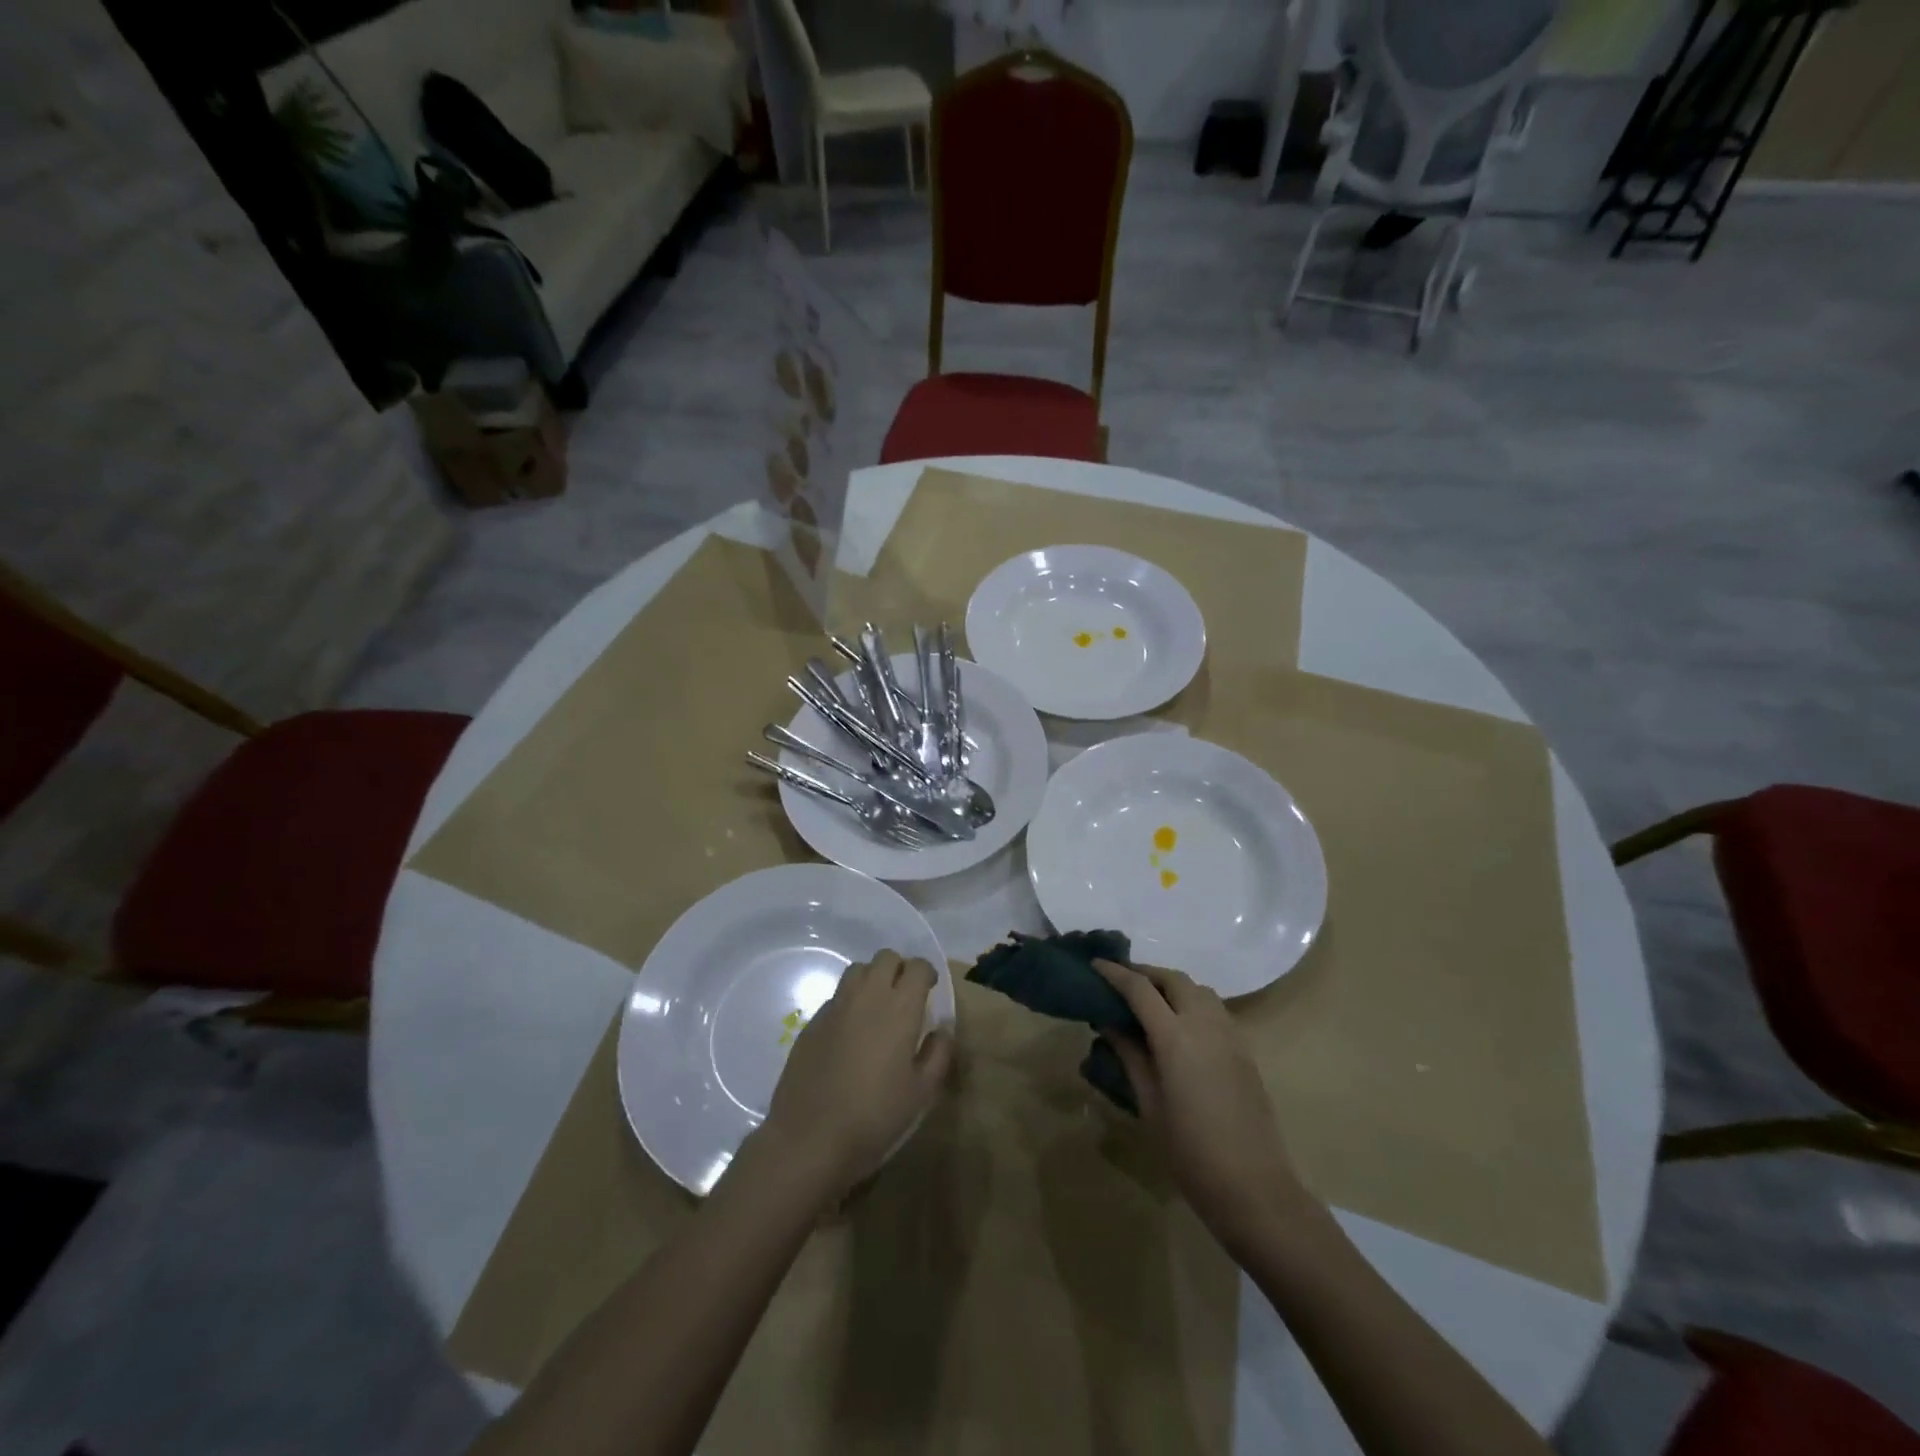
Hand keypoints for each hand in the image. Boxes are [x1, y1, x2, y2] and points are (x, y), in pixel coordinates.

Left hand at [761, 950, 952, 1199]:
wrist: (810, 1137)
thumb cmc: (875, 1116)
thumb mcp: (922, 1093)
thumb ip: (938, 1055)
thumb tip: (941, 1030)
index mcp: (899, 1008)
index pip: (917, 967)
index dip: (926, 973)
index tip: (930, 990)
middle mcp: (867, 996)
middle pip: (886, 958)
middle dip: (899, 969)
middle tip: (905, 996)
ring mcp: (836, 1006)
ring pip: (858, 970)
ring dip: (872, 978)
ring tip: (877, 1007)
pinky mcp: (812, 1021)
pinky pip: (837, 996)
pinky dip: (850, 1002)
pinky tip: (850, 1032)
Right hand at [1094, 959, 1310, 1256]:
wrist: (1253, 1187)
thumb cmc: (1190, 1152)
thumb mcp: (1149, 1104)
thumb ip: (1130, 1055)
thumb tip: (1109, 1023)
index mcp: (1175, 1037)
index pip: (1140, 989)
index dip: (1115, 973)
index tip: (1095, 965)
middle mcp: (1205, 1024)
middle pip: (1173, 979)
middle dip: (1146, 973)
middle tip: (1121, 982)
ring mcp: (1230, 1035)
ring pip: (1199, 989)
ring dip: (1172, 985)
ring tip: (1149, 1001)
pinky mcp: (1245, 1050)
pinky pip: (1215, 1009)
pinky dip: (1192, 1002)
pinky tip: (1180, 1025)